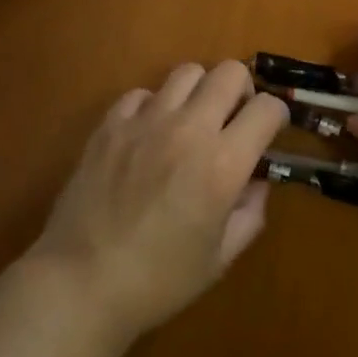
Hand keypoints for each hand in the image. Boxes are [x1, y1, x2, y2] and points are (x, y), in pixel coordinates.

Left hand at [32, 60, 288, 341]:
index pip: (267, 108)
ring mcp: (145, 122)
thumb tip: (256, 181)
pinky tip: (150, 134)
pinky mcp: (110, 125)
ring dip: (200, 92)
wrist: (80, 284)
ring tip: (192, 121)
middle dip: (242, 91)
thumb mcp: (221, 258)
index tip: (270, 132)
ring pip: (187, 72)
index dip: (277, 116)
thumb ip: (250, 213)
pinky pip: (142, 93)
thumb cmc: (158, 281)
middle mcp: (189, 130)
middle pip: (230, 72)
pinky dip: (154, 105)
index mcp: (223, 164)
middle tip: (233, 120)